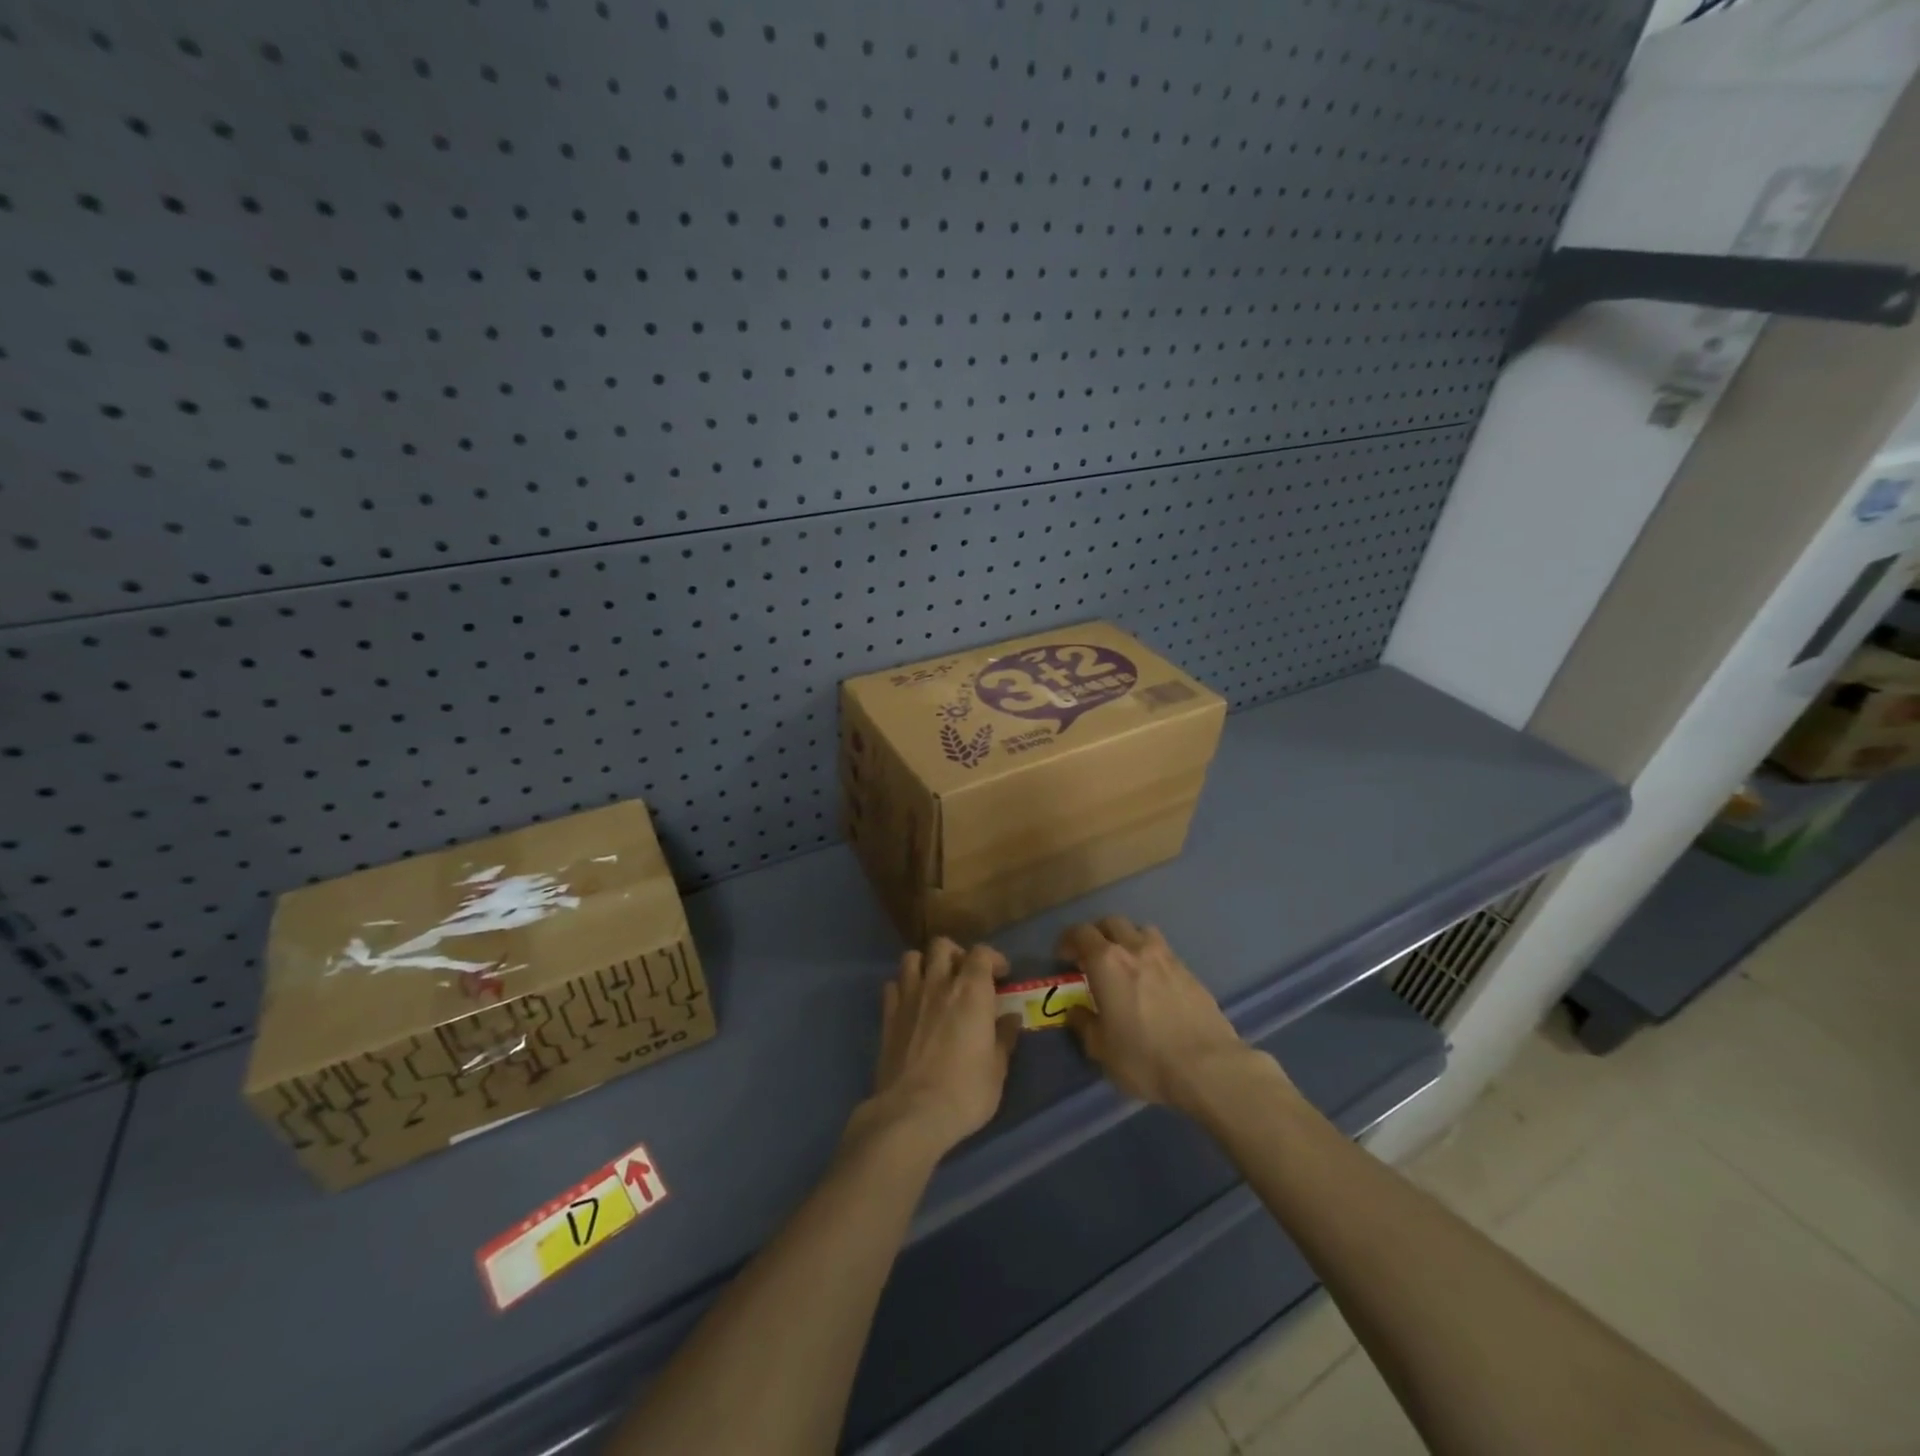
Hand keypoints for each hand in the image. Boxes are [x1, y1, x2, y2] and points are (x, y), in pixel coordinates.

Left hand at [848, 938, 1020, 1159]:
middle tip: (965, 976)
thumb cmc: (964, 1092)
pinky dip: (903, 987)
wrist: (911, 1112)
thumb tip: (1011, 1018)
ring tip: (935, 983)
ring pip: (912, 958)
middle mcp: (939, 983)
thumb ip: (1004, 1038)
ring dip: (925, 964)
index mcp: (972, 991)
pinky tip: (911, 1004)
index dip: (993, 958)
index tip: (1001, 975)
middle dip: (956, 954)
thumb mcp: (997, 1070)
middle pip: (943, 946)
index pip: (982, 953)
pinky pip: (892, 985)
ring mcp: (909, 996)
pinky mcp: (887, 1015)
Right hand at [1057, 917, 1283, 1112]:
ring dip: (1128, 940)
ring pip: (1141, 931)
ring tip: (1125, 964)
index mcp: (1106, 961)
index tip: (1063, 958)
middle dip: (1097, 935)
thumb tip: (1076, 1010)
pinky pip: (1163, 952)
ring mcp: (1166, 956)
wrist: (1208, 1067)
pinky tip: (1153, 983)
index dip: (1068, 941)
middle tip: (1091, 958)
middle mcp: (1135, 948)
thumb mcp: (1101, 1049)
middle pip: (1111, 922)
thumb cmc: (1144, 1057)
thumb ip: (1084, 1024)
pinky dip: (1151, 958)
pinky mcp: (1190, 971)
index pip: (1080, 933)